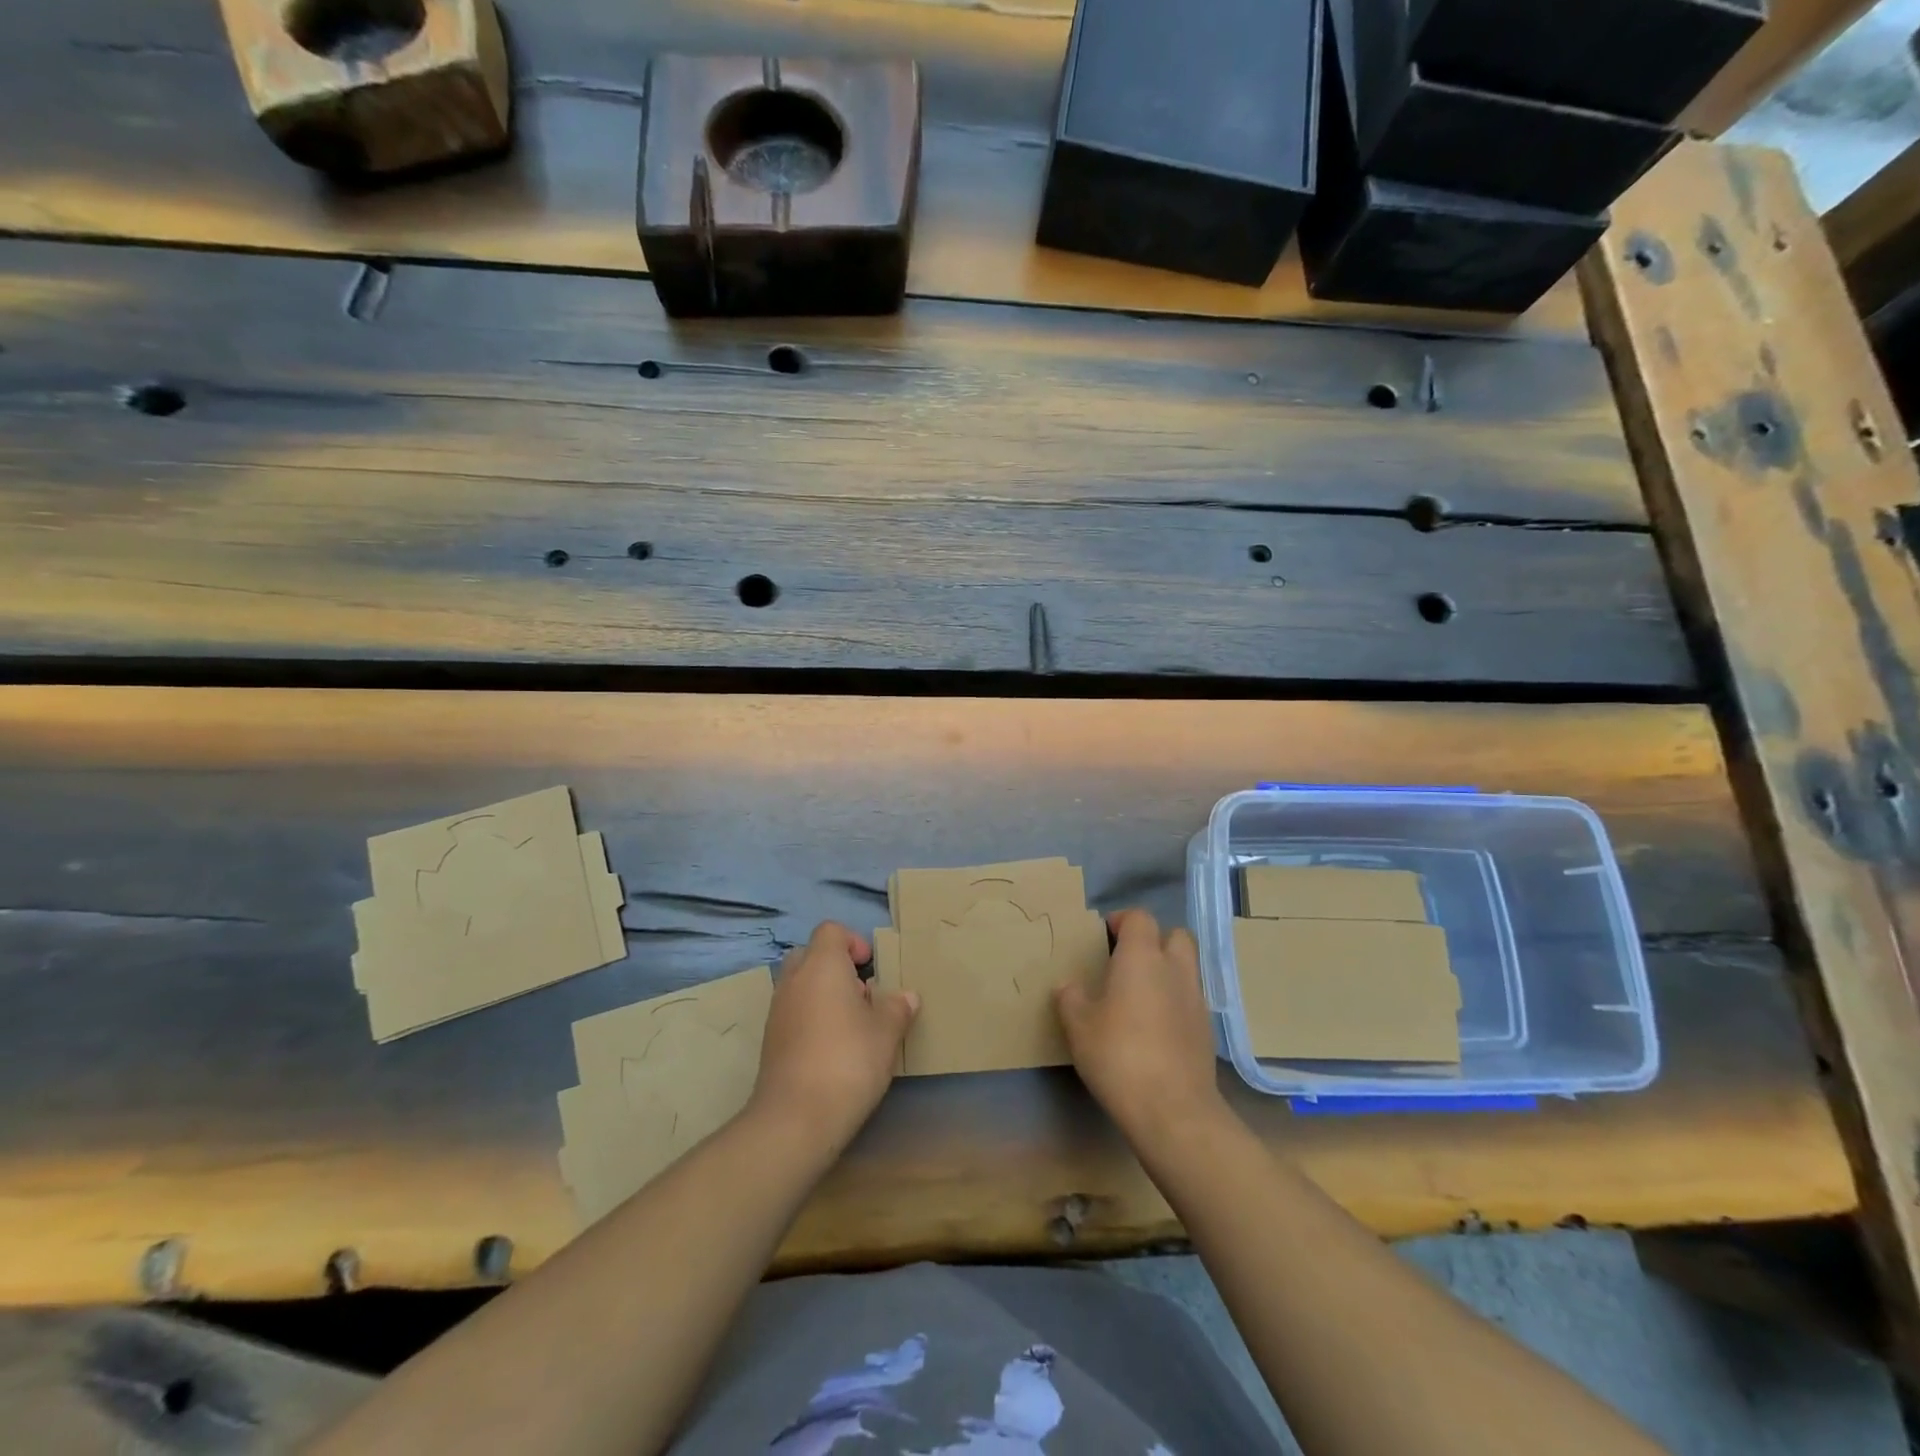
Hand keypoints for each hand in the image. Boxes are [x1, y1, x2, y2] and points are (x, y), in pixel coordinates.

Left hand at [749, 921, 918, 1150]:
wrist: (796, 1117)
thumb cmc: (848, 1060)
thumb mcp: (886, 1032)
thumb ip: (897, 1007)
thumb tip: (906, 996)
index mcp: (821, 965)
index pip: (830, 930)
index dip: (853, 942)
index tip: (871, 969)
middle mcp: (794, 980)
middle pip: (811, 954)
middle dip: (836, 968)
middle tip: (862, 994)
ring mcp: (777, 1010)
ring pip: (800, 985)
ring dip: (823, 994)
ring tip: (851, 1025)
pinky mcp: (770, 1040)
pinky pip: (792, 1012)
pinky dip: (810, 1018)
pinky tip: (832, 1049)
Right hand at [1056, 908, 1226, 1144]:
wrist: (1173, 1110)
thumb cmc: (1119, 1056)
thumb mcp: (1079, 1027)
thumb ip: (1071, 998)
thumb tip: (1069, 986)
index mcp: (1142, 957)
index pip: (1139, 918)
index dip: (1121, 920)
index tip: (1104, 936)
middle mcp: (1174, 969)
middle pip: (1175, 935)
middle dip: (1154, 940)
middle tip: (1128, 961)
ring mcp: (1196, 999)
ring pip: (1186, 967)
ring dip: (1166, 971)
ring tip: (1139, 995)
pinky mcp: (1207, 1030)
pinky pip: (1190, 999)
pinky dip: (1175, 1001)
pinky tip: (1155, 1027)